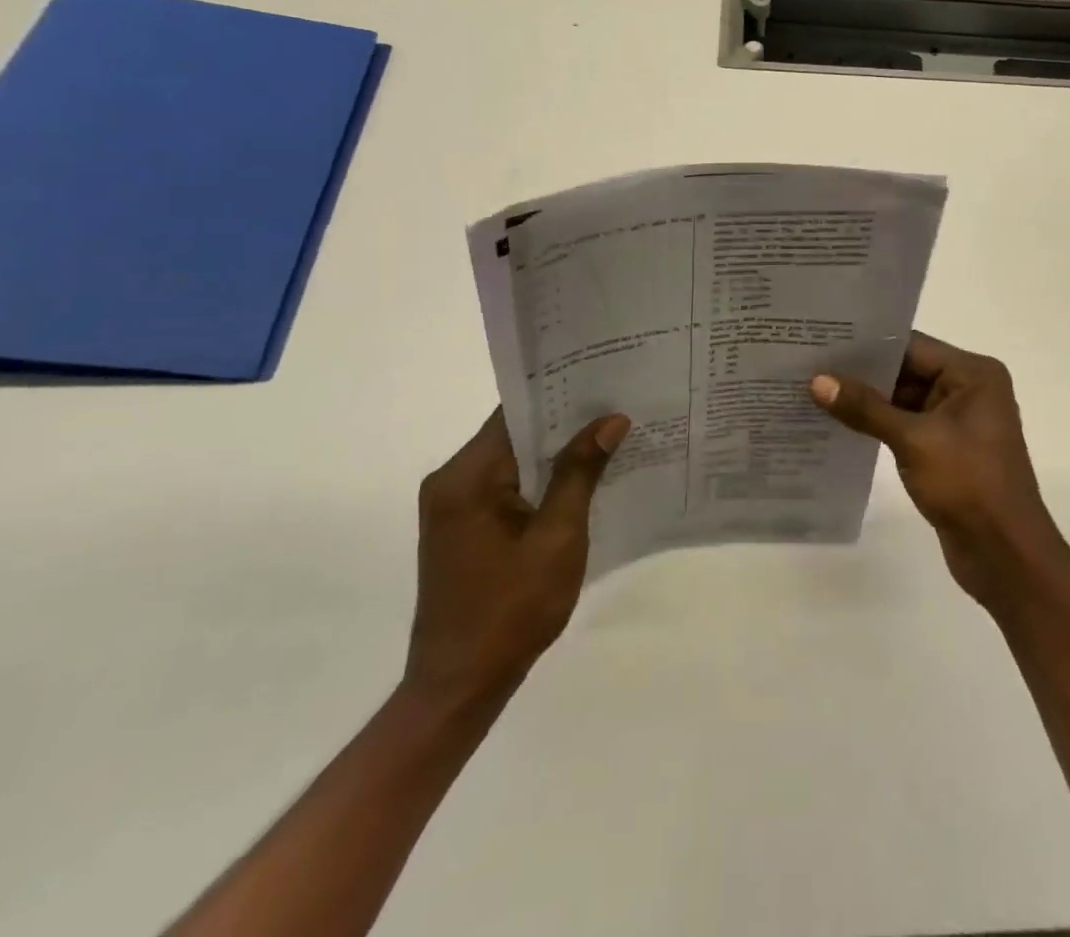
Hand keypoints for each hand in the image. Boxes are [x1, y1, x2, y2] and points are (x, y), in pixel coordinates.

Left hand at [402, 407, 629, 719]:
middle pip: (514, 433)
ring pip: (513, 460)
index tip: (604, 379)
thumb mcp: (558, 538)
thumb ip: (580, 472)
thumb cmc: (511, 611)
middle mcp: (451, 482)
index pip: (516, 412)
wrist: (460, 688)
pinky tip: (581, 481)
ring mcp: (454, 507)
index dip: (560, 394)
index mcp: (466, 477)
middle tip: (618, 406)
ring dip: (555, 453)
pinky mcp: (463, 529)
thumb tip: (610, 419)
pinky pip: (506, 487)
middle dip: (565, 423)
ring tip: (610, 436)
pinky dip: (540, 481)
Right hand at [810, 333, 1063, 606]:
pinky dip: (877, 425)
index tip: (824, 339)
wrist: (1005, 557)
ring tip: (814, 389)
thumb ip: (866, 408)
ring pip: (903, 399)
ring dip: (866, 400)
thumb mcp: (914, 440)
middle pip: (906, 370)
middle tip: (810, 362)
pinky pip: (905, 426)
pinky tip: (838, 423)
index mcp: (973, 374)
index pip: (912, 346)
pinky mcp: (945, 450)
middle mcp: (968, 390)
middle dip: (862, 372)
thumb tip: (817, 380)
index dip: (868, 344)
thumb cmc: (969, 485)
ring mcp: (957, 421)